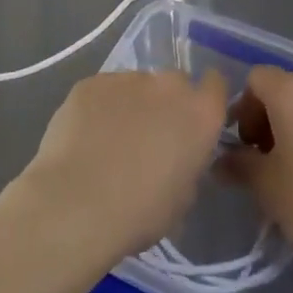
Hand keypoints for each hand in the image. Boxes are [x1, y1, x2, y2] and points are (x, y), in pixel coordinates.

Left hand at [11, 69, 229, 268]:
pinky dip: (98, 109)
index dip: (205, 100)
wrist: (75, 206)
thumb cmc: (139, 213)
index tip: (192, 122)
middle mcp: (168, 86)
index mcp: (200, 113)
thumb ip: (187, 164)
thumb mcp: (182, 199)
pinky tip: (84, 139)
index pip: (216, 85)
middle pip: (174, 84)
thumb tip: (175, 156)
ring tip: (108, 142)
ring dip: (131, 106)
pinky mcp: (91, 83)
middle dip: (165, 104)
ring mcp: (127, 79)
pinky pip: (103, 92)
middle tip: (148, 138)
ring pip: (136, 87)